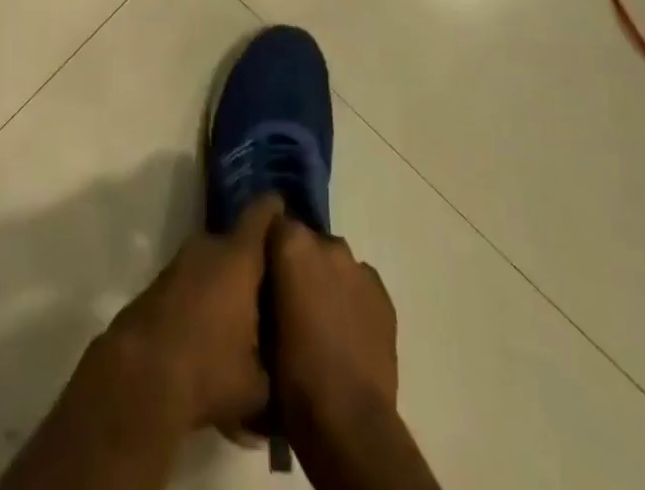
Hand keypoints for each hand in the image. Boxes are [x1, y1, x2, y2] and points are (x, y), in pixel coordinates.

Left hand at [106, 195, 284, 434]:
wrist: (138, 377)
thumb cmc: (208, 369)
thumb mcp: (258, 383)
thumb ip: (275, 364)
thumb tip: (281, 365)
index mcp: (239, 257)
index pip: (262, 214)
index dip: (276, 210)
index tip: (288, 213)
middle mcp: (208, 247)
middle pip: (238, 241)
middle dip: (254, 259)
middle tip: (274, 285)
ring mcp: (179, 263)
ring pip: (213, 262)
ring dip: (226, 280)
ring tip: (245, 312)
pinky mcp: (159, 284)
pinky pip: (193, 280)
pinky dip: (204, 295)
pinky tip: (212, 327)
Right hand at [268, 219, 397, 431]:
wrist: (348, 420)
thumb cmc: (292, 373)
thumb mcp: (260, 323)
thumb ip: (263, 285)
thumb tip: (264, 278)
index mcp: (292, 244)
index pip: (273, 224)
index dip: (267, 247)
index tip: (262, 270)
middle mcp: (328, 244)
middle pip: (307, 241)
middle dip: (299, 262)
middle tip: (290, 298)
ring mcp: (360, 268)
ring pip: (335, 262)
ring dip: (326, 278)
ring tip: (320, 316)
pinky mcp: (384, 295)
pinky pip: (360, 284)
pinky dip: (351, 297)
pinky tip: (346, 329)